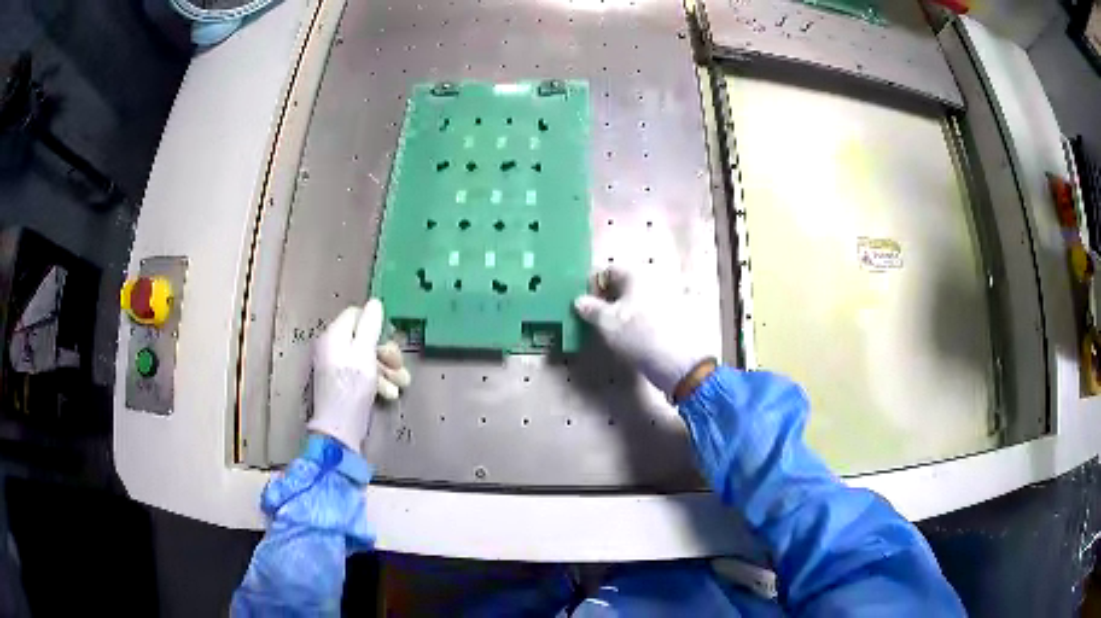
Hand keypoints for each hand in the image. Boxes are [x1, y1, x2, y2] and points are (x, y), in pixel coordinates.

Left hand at [307, 299, 410, 452]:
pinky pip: (364, 374)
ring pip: (368, 358)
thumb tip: (374, 301)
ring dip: (387, 369)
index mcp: (335, 335)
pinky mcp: (344, 384)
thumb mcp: (365, 353)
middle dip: (385, 351)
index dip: (375, 323)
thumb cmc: (352, 387)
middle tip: (398, 364)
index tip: (389, 337)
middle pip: (364, 337)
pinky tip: (390, 394)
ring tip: (401, 383)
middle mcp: (334, 347)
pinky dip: (378, 381)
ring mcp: (338, 367)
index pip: (356, 314)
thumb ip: (370, 326)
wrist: (340, 428)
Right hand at [574, 267, 713, 398]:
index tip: (586, 306)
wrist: (680, 362)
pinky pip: (650, 311)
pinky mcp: (676, 315)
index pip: (607, 270)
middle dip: (609, 298)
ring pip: (637, 298)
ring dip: (624, 310)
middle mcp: (653, 278)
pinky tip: (634, 337)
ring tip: (614, 331)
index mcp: (636, 273)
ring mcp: (668, 296)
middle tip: (597, 320)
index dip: (593, 286)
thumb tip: (580, 301)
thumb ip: (591, 309)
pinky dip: (639, 319)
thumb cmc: (639, 336)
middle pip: (624, 284)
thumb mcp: (607, 323)